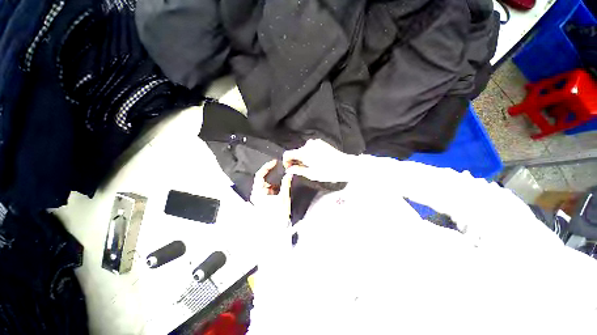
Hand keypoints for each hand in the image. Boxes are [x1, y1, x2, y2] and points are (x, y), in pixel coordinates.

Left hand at [251, 160, 292, 222]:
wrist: (276, 231)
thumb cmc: (278, 215)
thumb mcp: (283, 197)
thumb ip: (286, 184)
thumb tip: (289, 173)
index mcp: (257, 193)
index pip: (260, 175)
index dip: (267, 167)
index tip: (275, 162)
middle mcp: (256, 195)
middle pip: (263, 180)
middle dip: (273, 175)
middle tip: (282, 170)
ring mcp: (260, 199)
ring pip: (267, 185)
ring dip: (275, 182)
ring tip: (284, 180)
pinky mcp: (264, 202)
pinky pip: (270, 191)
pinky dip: (276, 188)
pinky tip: (282, 189)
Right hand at [282, 139, 357, 182]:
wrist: (345, 165)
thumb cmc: (327, 172)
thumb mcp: (310, 174)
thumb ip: (297, 170)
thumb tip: (288, 170)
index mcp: (304, 152)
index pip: (287, 154)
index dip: (286, 162)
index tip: (290, 169)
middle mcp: (308, 144)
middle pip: (296, 152)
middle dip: (295, 161)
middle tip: (301, 170)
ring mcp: (315, 142)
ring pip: (303, 150)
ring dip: (303, 158)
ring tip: (311, 166)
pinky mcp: (321, 142)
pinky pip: (310, 148)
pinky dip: (310, 154)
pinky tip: (316, 161)